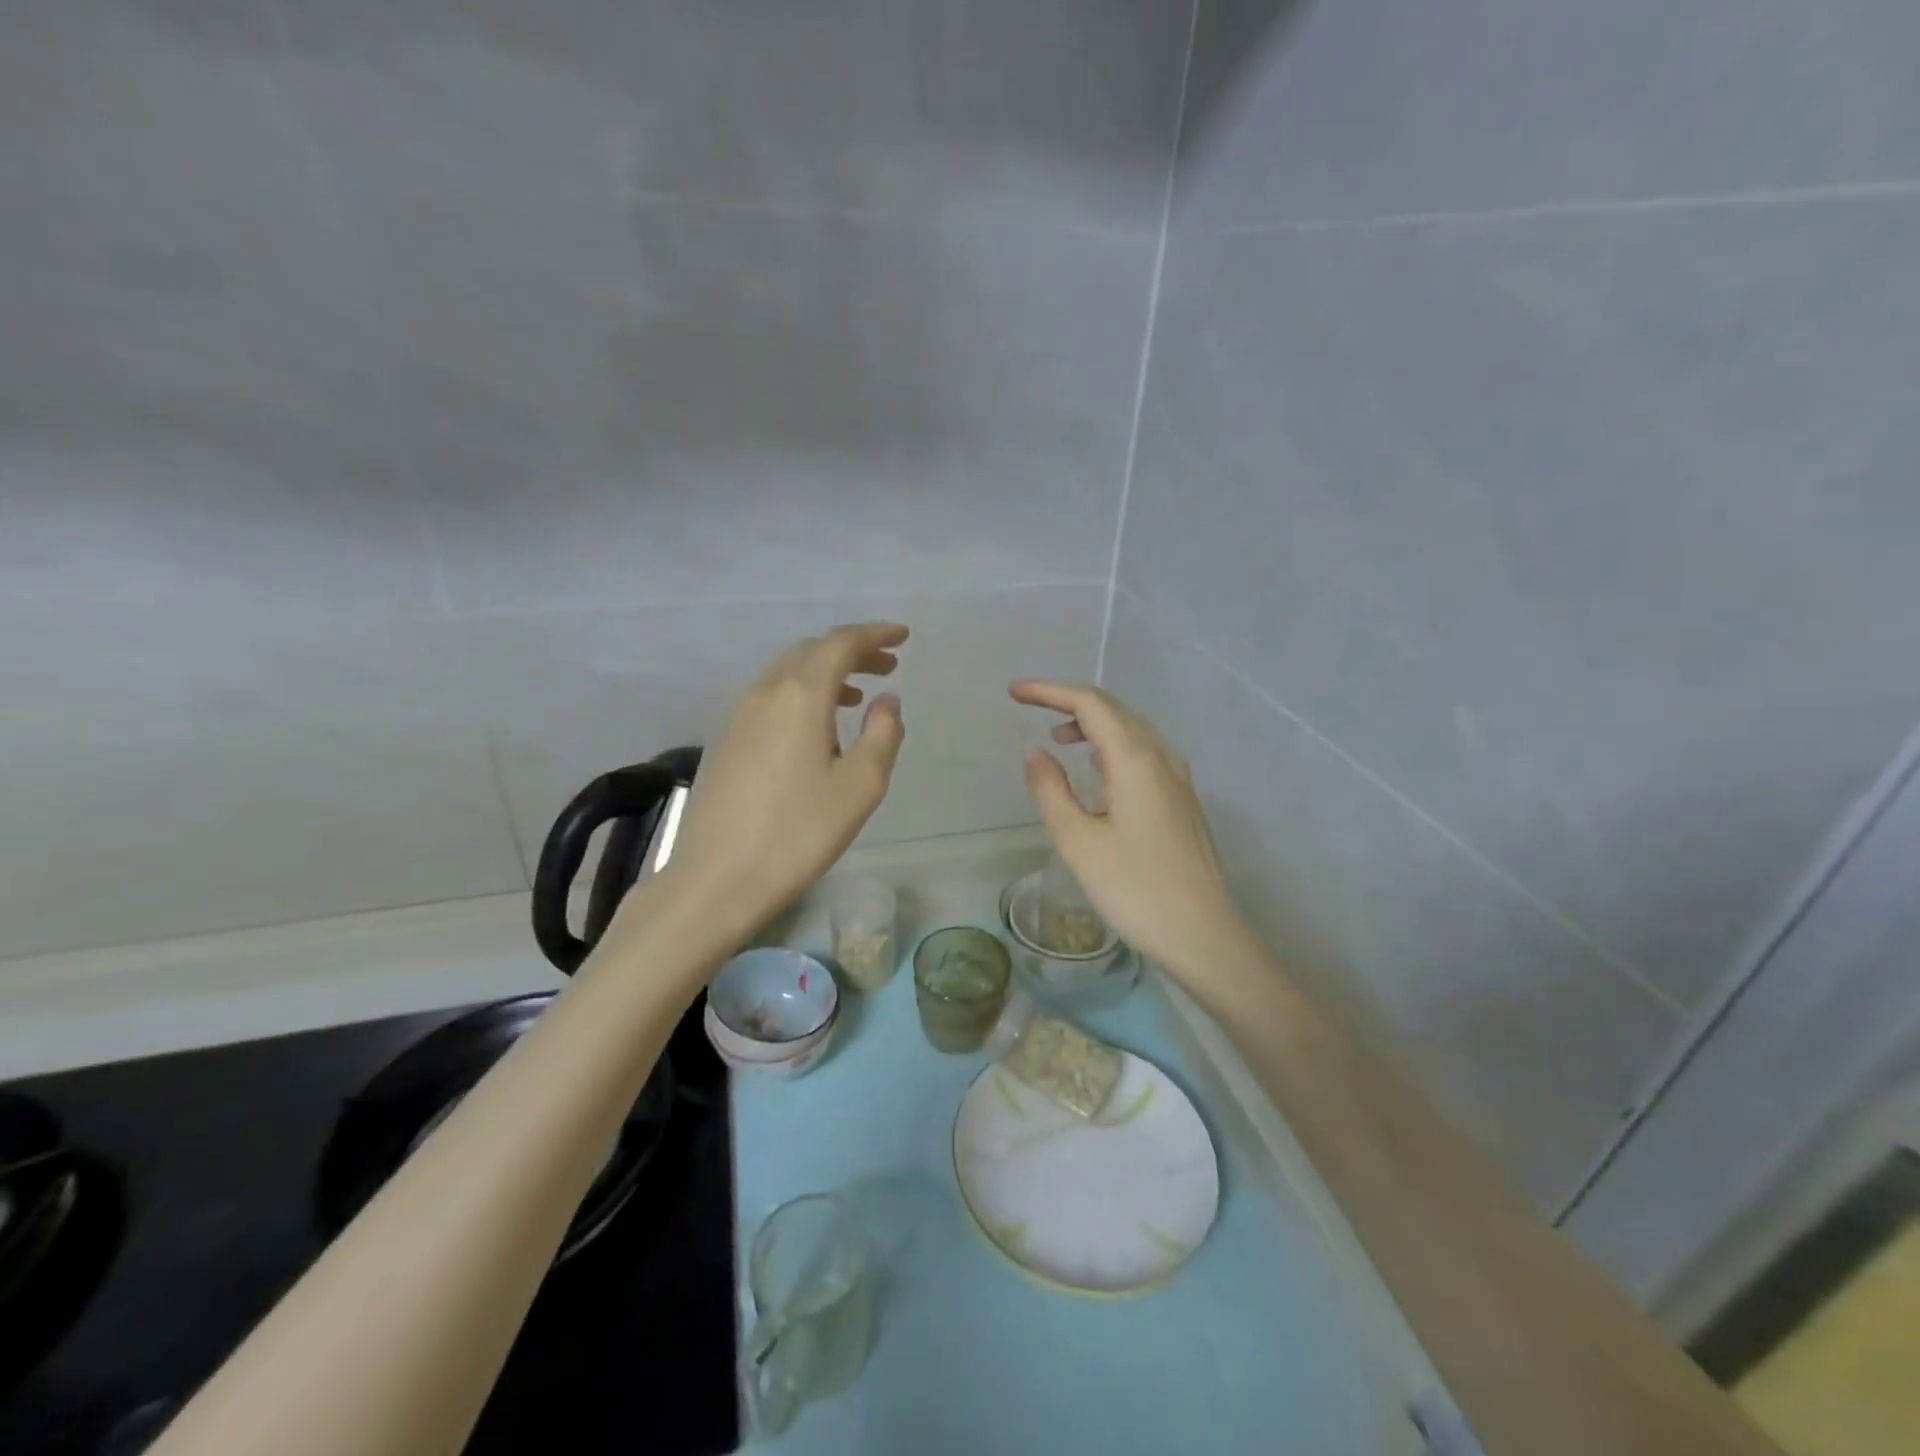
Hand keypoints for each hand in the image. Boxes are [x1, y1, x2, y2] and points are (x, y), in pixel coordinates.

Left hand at [661, 624, 907, 936]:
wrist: (717, 878)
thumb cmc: (799, 833)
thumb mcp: (860, 786)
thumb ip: (883, 733)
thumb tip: (887, 700)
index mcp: (799, 695)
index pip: (839, 644)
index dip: (874, 634)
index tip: (903, 637)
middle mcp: (765, 692)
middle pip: (811, 651)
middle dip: (851, 651)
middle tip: (887, 666)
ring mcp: (739, 715)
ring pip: (787, 672)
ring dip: (826, 673)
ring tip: (858, 697)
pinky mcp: (727, 739)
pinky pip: (771, 696)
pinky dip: (802, 694)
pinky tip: (817, 728)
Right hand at [1010, 680, 1256, 986]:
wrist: (1203, 934)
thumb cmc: (1135, 889)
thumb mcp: (1078, 841)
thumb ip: (1050, 789)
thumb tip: (1035, 750)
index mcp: (1135, 759)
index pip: (1090, 703)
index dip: (1049, 691)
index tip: (1014, 692)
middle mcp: (1162, 757)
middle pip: (1114, 710)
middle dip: (1069, 701)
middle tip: (1029, 706)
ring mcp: (1178, 778)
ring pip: (1131, 730)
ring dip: (1093, 724)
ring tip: (1058, 738)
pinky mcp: (1182, 799)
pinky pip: (1143, 753)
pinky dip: (1111, 746)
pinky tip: (1097, 771)